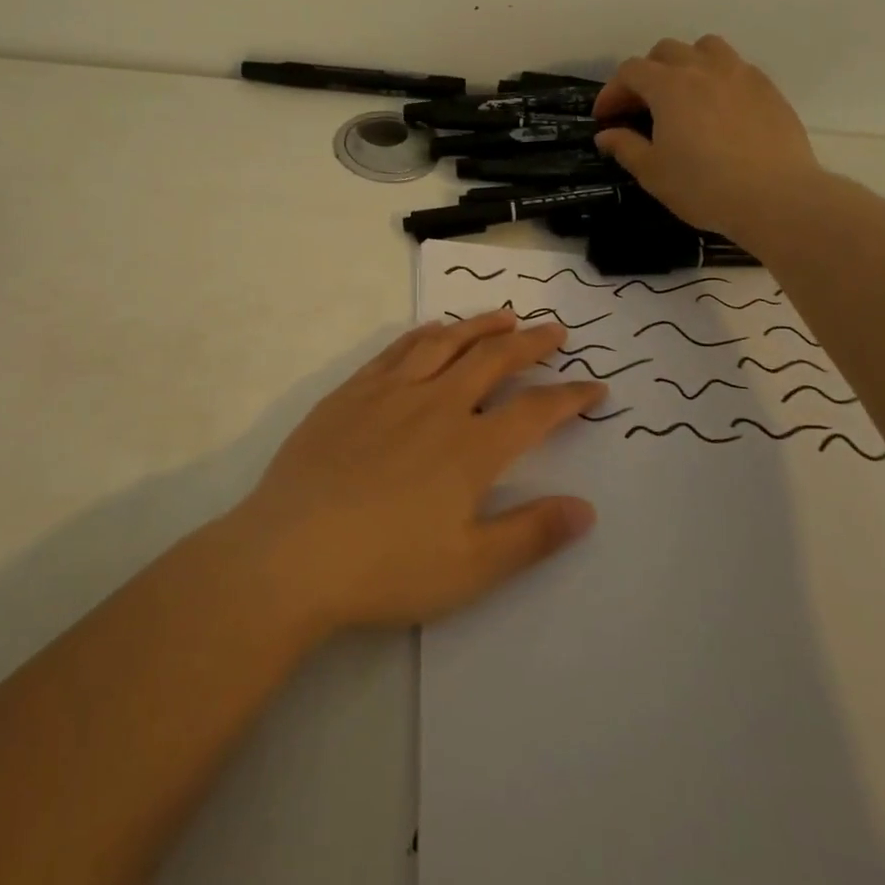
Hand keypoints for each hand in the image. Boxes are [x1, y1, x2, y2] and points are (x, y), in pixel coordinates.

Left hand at [223, 311, 602, 633]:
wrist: (290, 554)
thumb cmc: (385, 568)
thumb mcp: (470, 568)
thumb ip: (531, 535)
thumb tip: (585, 509)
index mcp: (471, 448)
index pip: (537, 411)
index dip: (571, 397)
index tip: (595, 388)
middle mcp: (437, 406)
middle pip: (494, 360)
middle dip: (531, 343)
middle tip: (554, 331)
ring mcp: (390, 393)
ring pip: (446, 343)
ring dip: (481, 325)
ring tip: (505, 316)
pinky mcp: (351, 392)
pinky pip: (398, 349)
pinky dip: (426, 333)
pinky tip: (434, 331)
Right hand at [593, 35, 823, 242]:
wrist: (775, 197)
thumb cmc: (703, 186)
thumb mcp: (653, 172)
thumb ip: (625, 147)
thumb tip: (606, 134)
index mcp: (669, 86)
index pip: (630, 71)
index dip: (612, 91)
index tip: (605, 117)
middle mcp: (703, 68)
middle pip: (666, 51)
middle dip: (646, 73)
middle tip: (640, 106)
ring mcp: (740, 74)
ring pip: (705, 48)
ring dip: (685, 64)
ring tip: (682, 94)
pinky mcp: (767, 88)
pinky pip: (735, 67)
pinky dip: (716, 78)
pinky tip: (717, 109)